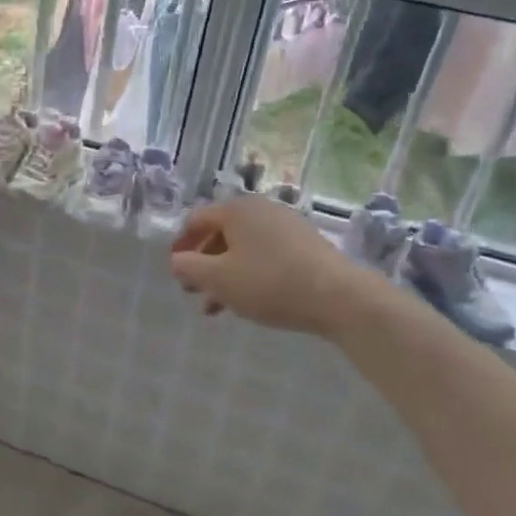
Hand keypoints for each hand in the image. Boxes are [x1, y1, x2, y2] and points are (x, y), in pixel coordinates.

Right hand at [170, 196, 390, 337]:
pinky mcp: (306, 244)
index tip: (175, 272)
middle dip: (204, 263)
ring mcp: (286, 225)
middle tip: (194, 291)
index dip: (181, 245)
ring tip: (218, 307)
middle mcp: (260, 208)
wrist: (340, 297)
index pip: (196, 220)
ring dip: (225, 273)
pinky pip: (266, 254)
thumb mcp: (218, 279)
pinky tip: (250, 299)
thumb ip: (189, 268)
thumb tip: (176, 261)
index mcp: (236, 209)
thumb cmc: (269, 283)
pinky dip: (250, 273)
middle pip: (221, 233)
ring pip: (244, 247)